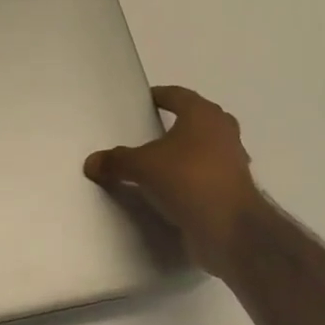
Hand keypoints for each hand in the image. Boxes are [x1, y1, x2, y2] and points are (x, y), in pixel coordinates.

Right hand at [84, 86, 258, 274]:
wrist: (231, 230)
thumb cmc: (188, 180)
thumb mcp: (143, 167)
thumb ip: (117, 161)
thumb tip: (91, 162)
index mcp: (203, 115)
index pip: (177, 95)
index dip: (159, 96)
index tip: (143, 102)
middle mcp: (222, 131)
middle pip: (195, 119)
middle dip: (174, 123)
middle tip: (149, 131)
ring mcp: (232, 161)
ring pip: (204, 147)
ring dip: (184, 152)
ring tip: (157, 163)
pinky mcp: (234, 189)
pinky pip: (206, 175)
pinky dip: (190, 178)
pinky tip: (171, 190)